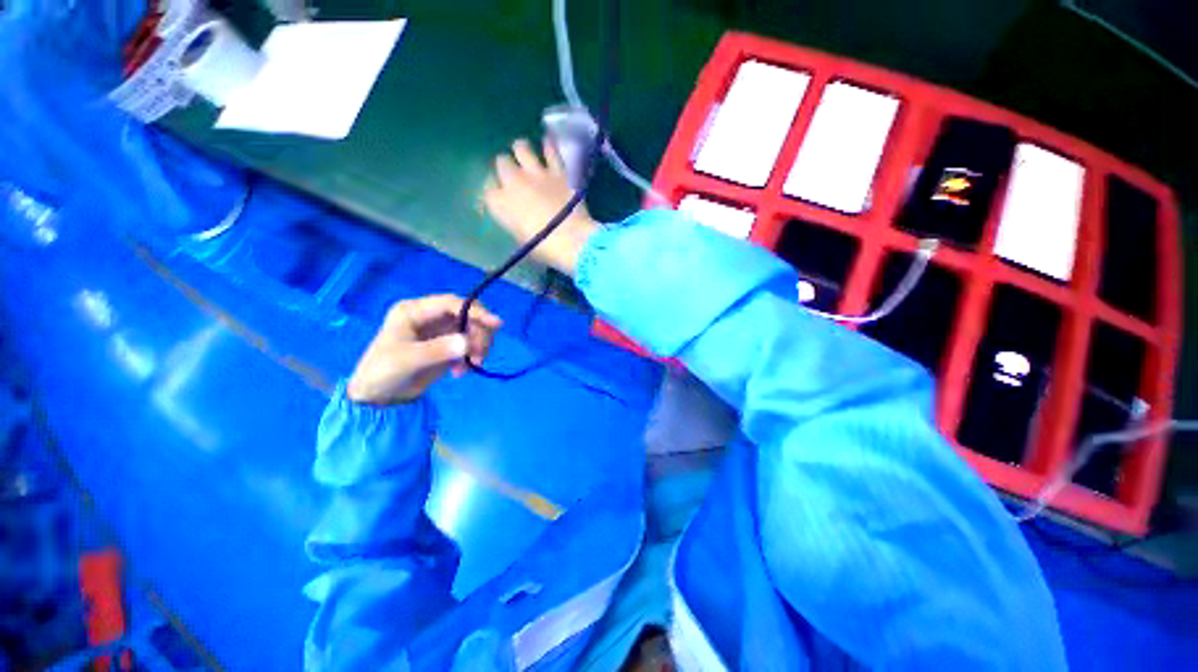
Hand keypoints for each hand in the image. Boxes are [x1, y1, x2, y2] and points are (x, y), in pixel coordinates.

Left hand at [346, 295, 502, 404]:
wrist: (378, 397)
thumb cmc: (384, 372)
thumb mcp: (407, 360)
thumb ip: (438, 350)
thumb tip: (467, 343)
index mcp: (415, 311)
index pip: (452, 303)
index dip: (475, 311)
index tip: (496, 324)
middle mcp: (431, 317)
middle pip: (468, 316)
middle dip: (479, 334)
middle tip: (480, 356)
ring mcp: (441, 331)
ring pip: (473, 330)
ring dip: (478, 347)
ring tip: (471, 366)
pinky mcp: (448, 346)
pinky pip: (470, 345)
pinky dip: (472, 357)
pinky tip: (460, 372)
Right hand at [482, 138, 598, 275]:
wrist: (570, 240)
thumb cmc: (543, 248)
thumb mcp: (520, 240)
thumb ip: (515, 223)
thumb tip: (518, 219)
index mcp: (499, 203)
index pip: (488, 188)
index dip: (495, 190)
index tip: (501, 196)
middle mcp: (513, 182)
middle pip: (502, 162)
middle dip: (506, 168)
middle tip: (515, 176)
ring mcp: (536, 173)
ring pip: (521, 147)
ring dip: (521, 150)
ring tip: (526, 155)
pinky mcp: (558, 171)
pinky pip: (551, 150)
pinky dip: (548, 147)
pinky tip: (548, 145)